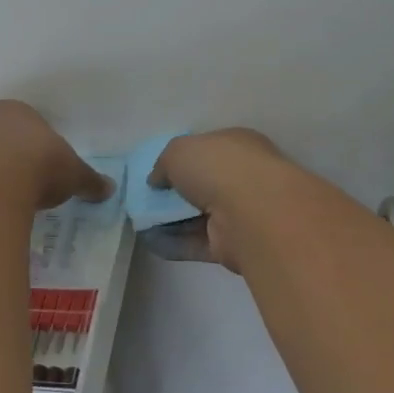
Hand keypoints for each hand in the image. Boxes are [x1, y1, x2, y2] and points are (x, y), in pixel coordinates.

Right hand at [149, 128, 290, 272]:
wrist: (252, 213)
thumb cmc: (219, 167)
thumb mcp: (179, 150)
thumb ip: (164, 163)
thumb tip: (158, 180)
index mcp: (238, 146)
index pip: (209, 149)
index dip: (184, 158)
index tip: (160, 170)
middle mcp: (243, 178)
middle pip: (204, 184)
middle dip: (177, 191)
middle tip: (148, 197)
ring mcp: (240, 214)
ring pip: (200, 215)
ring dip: (172, 220)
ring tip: (141, 221)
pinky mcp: (233, 245)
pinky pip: (197, 242)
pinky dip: (174, 243)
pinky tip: (150, 242)